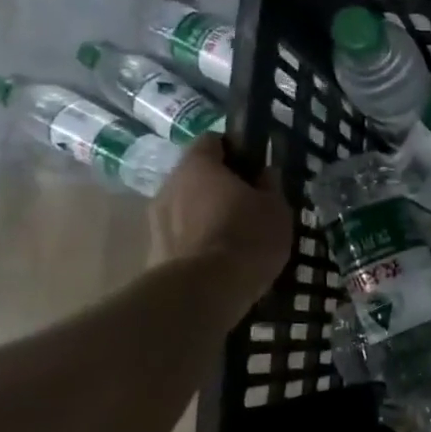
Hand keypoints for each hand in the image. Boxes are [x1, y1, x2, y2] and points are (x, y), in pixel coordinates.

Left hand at [148, 136, 293, 317]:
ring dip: (206, 216)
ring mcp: (156, 220)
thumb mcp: (276, 208)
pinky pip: (182, 238)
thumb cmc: (246, 237)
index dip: (235, 150)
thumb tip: (264, 174)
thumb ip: (269, 186)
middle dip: (219, 187)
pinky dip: (198, 243)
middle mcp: (170, 185)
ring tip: (234, 237)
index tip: (255, 168)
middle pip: (196, 176)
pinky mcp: (154, 252)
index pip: (213, 141)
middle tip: (248, 205)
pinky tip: (219, 261)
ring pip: (186, 208)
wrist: (204, 291)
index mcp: (198, 165)